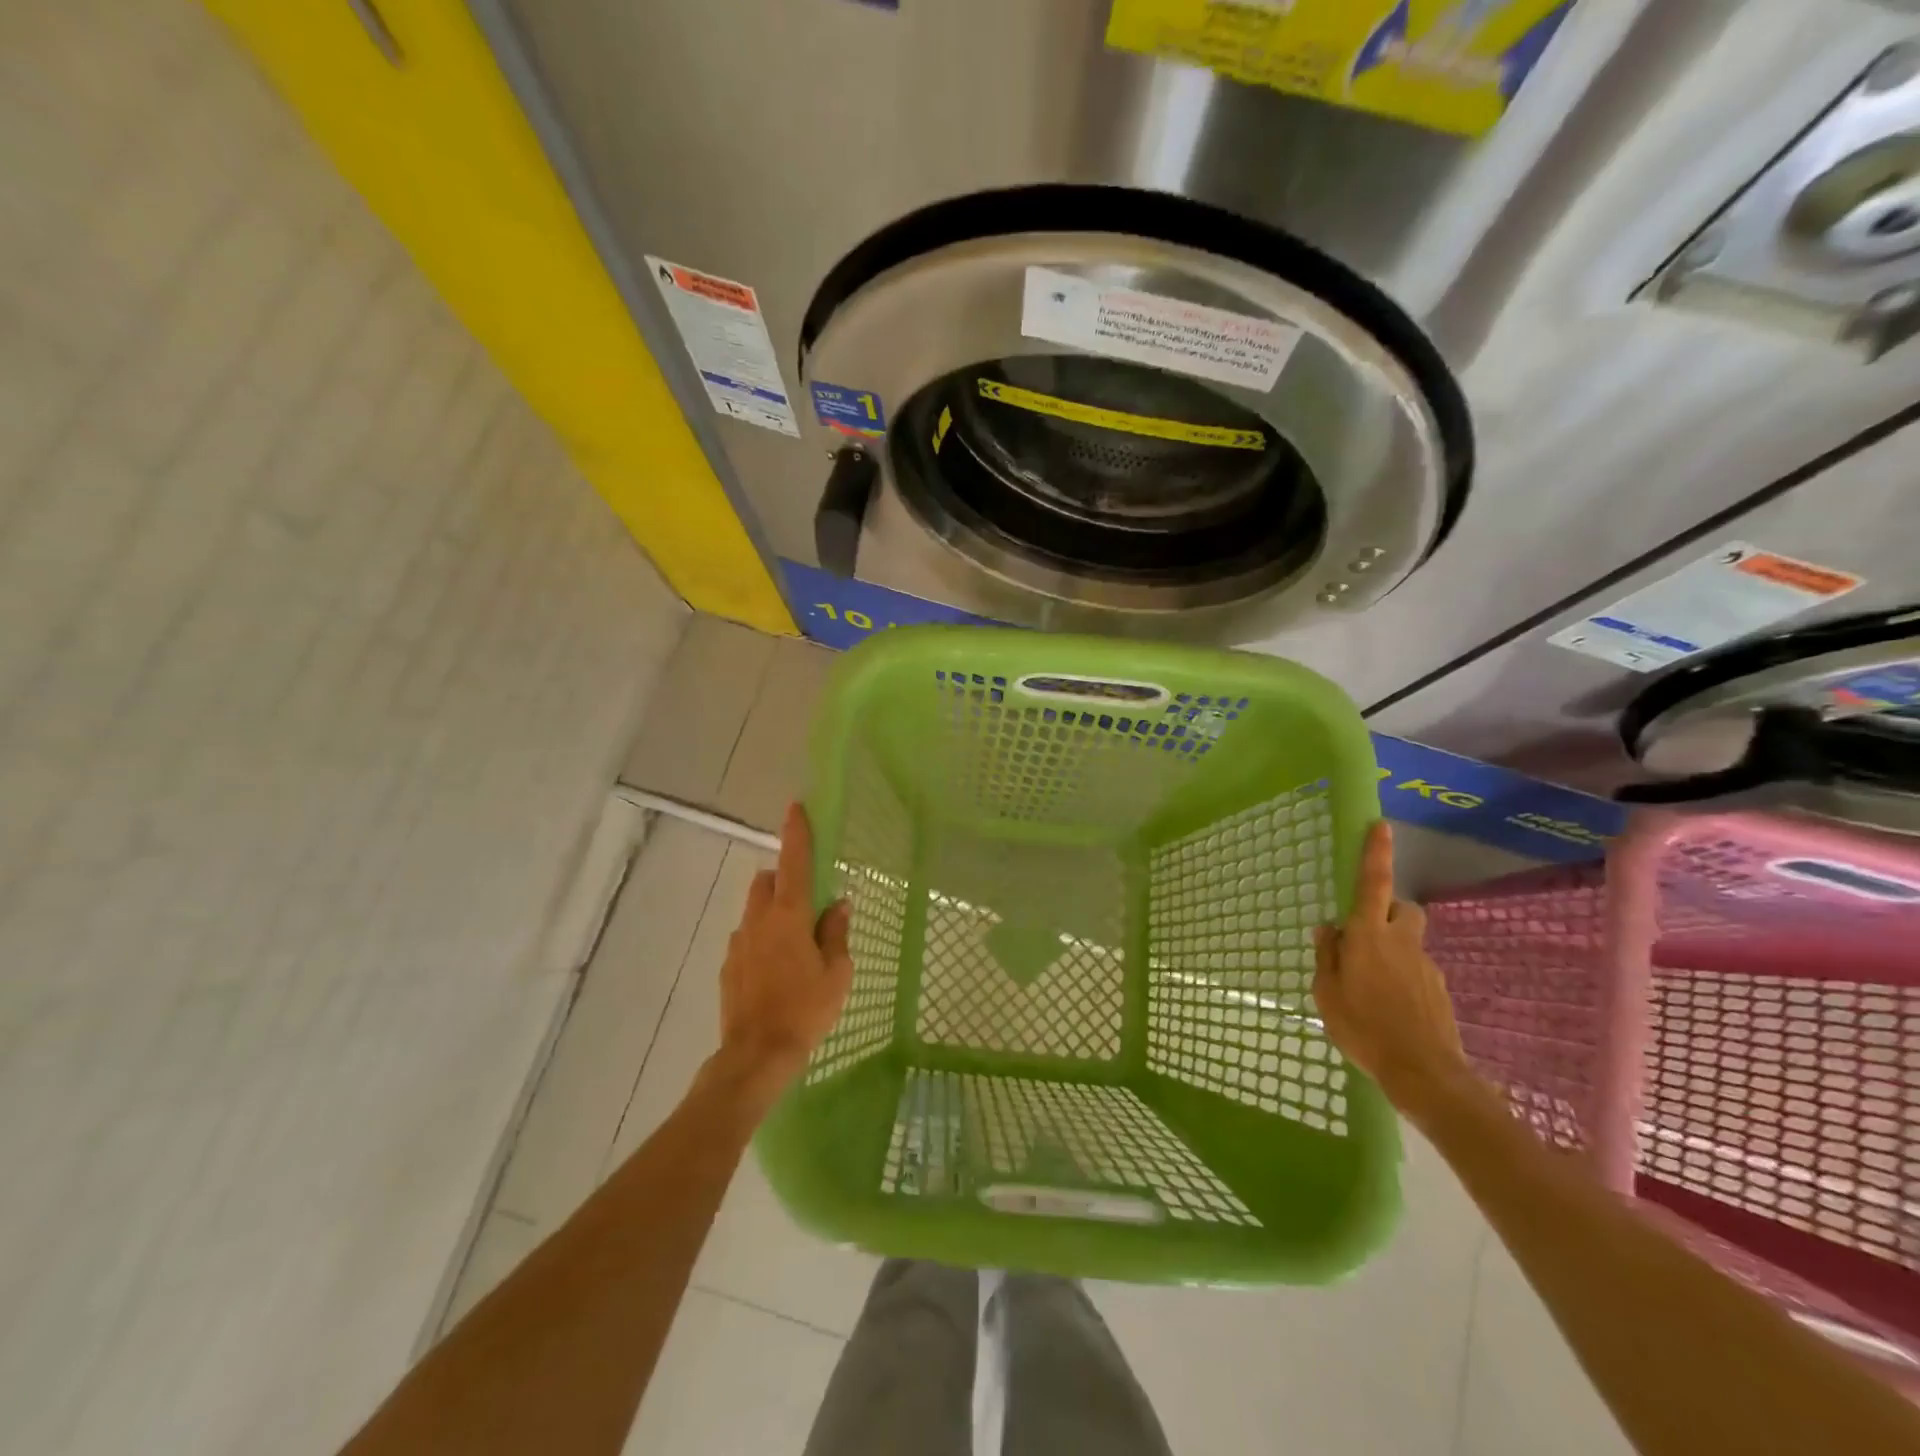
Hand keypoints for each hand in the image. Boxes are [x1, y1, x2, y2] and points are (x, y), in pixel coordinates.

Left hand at [712, 803, 854, 1102]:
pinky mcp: (728, 965)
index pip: (794, 862)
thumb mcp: (837, 973)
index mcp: (790, 916)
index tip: (795, 807)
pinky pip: (747, 937)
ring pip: (754, 909)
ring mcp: (739, 942)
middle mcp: (759, 920)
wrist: (756, 1054)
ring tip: (794, 942)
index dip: (796, 833)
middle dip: (784, 879)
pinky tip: (776, 969)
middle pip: (768, 881)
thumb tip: (838, 905)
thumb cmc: (806, 1010)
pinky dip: (761, 938)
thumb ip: (836, 933)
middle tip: (807, 902)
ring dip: (772, 910)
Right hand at [1312, 821, 1474, 1117]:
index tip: (1380, 825)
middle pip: (1402, 909)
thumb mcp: (1326, 992)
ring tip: (1373, 986)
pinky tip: (1390, 1009)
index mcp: (1368, 935)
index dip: (1376, 853)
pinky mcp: (1439, 990)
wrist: (1424, 1073)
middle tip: (1366, 937)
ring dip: (1393, 950)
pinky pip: (1416, 970)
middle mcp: (1401, 941)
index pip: (1373, 883)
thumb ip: (1327, 955)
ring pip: (1409, 942)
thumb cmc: (1363, 1028)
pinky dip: (1403, 979)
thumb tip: (1328, 927)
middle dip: (1387, 912)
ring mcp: (1425, 966)